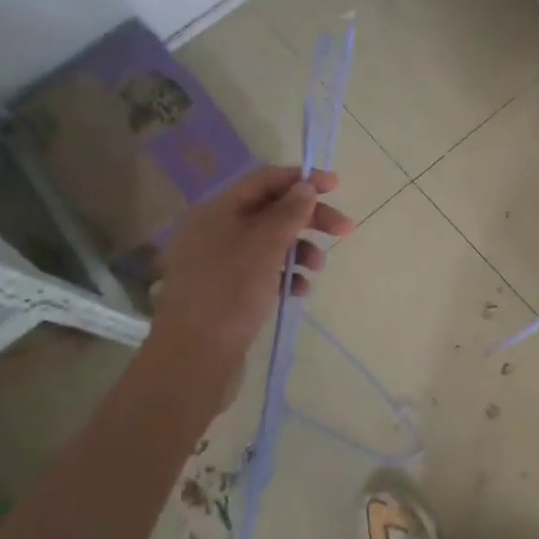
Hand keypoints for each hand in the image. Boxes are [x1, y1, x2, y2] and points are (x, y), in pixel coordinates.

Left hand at [151, 165, 352, 370]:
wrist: (194, 359)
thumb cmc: (230, 293)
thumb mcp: (265, 247)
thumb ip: (289, 213)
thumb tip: (306, 187)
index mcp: (216, 211)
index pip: (264, 180)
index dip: (302, 179)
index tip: (336, 186)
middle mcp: (213, 230)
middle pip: (270, 211)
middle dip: (308, 219)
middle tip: (344, 231)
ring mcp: (217, 262)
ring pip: (269, 242)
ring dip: (300, 249)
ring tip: (318, 269)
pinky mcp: (224, 290)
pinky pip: (262, 270)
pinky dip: (285, 274)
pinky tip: (299, 291)